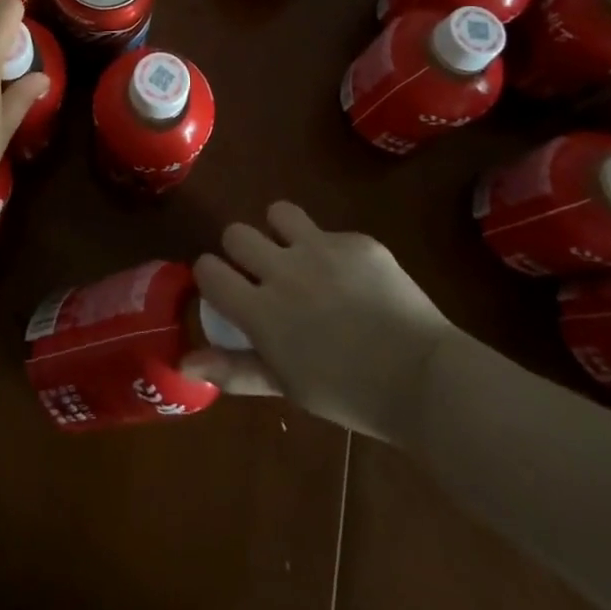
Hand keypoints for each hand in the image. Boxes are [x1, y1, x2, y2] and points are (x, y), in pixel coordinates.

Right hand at [181, 202, 455, 445]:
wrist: (426, 381)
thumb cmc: (351, 396)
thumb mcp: (289, 387)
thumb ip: (235, 368)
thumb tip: (184, 362)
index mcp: (261, 311)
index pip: (208, 269)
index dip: (212, 277)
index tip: (227, 291)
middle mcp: (283, 270)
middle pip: (236, 233)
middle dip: (243, 252)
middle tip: (265, 276)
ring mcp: (321, 248)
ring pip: (278, 213)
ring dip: (282, 233)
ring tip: (301, 258)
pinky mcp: (356, 240)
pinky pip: (330, 232)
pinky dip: (334, 252)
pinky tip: (356, 281)